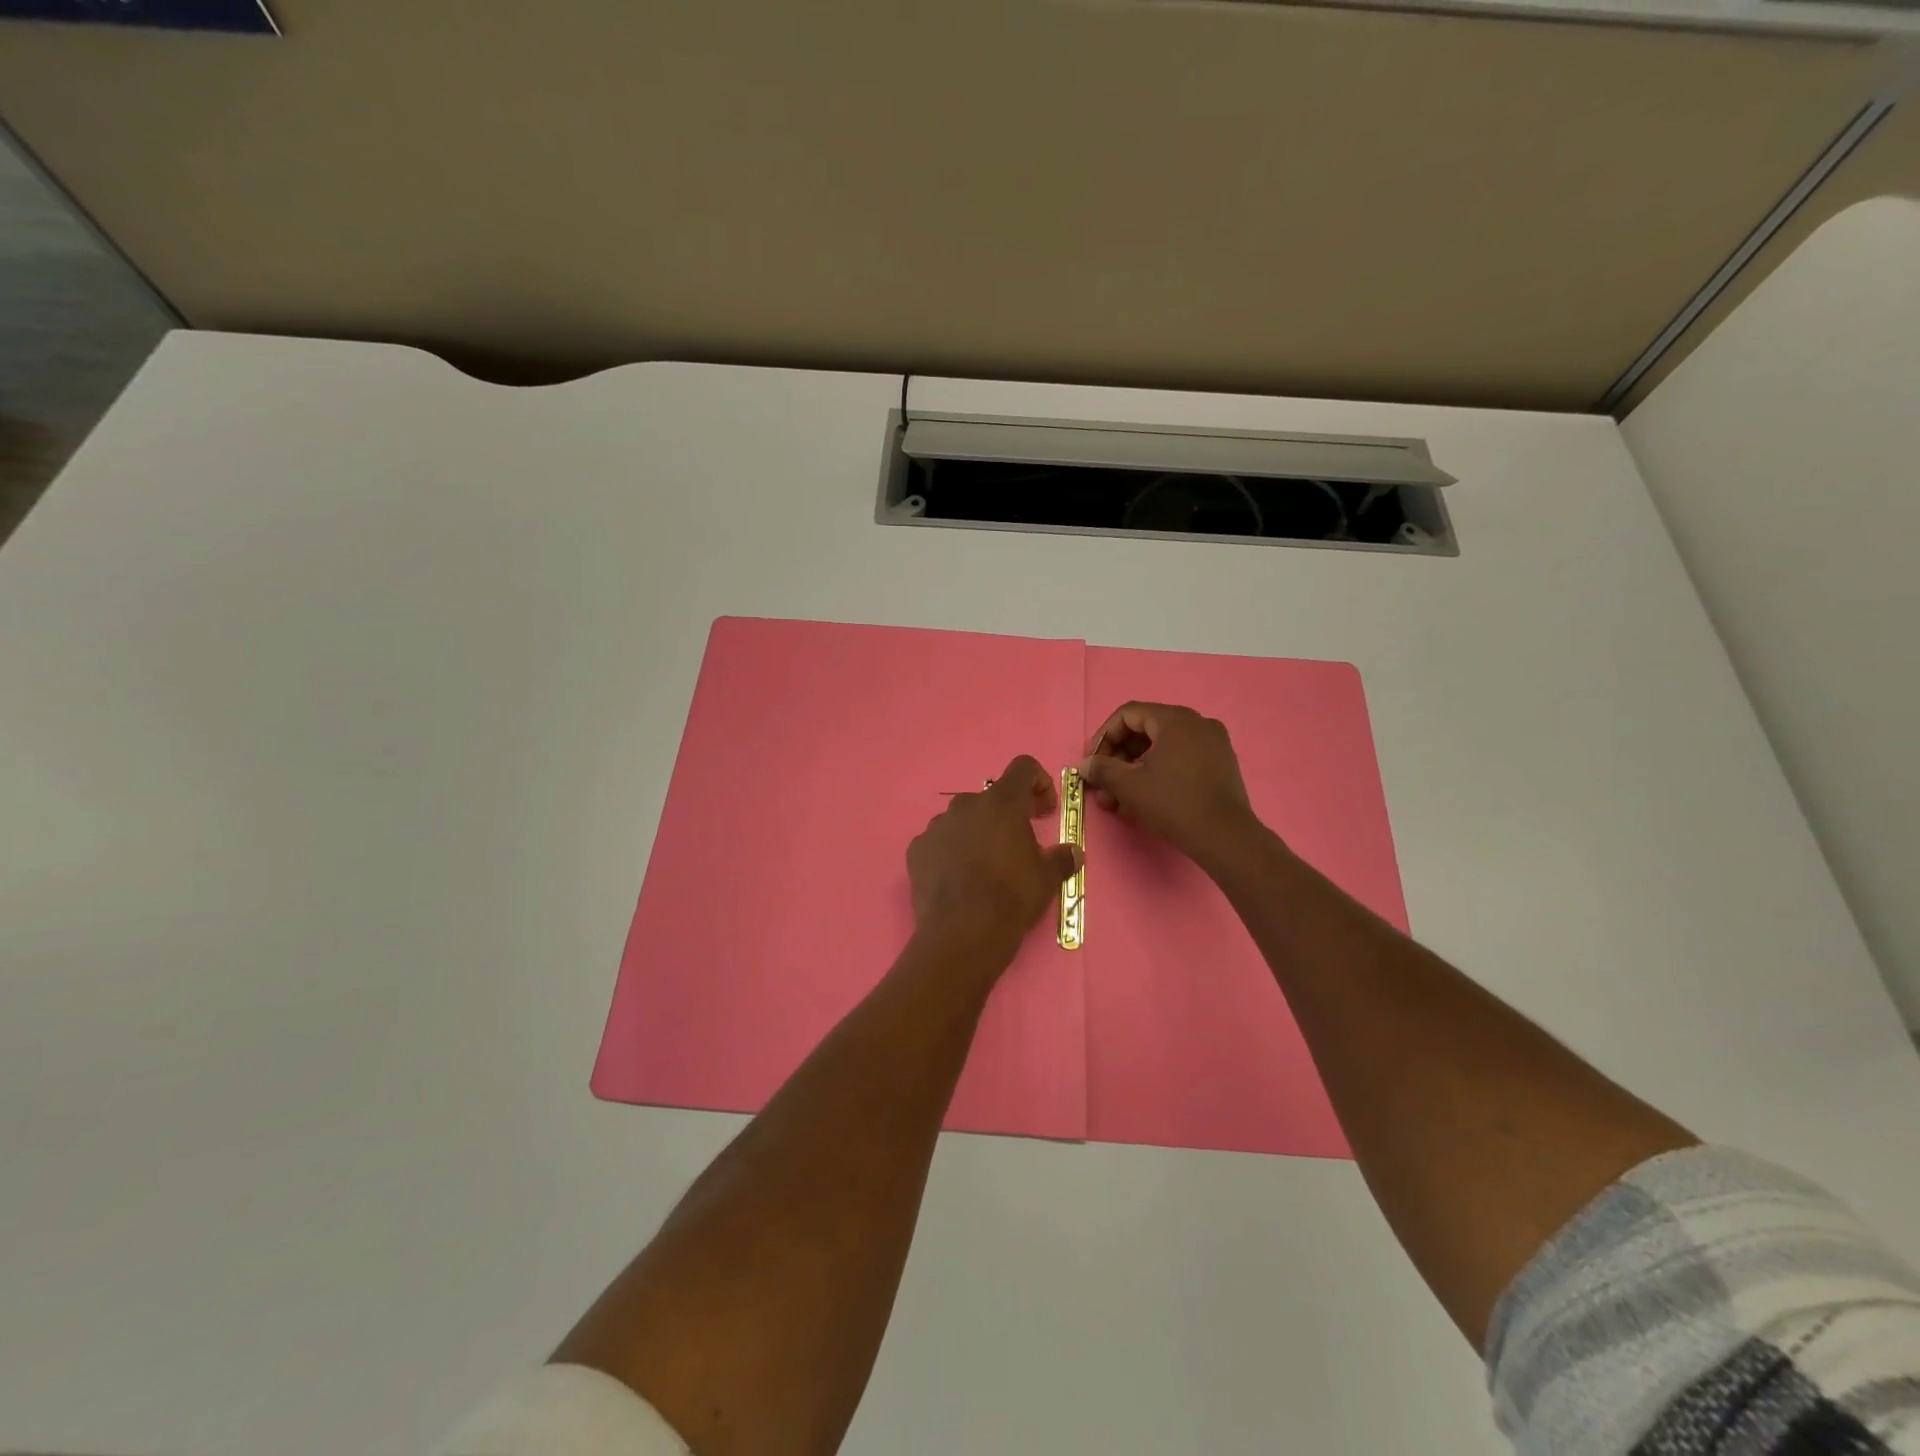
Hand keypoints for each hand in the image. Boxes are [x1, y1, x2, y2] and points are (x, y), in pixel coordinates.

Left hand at [908, 754, 1081, 958]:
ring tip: (984, 869)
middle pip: (991, 799)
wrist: (962, 932)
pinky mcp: (917, 849)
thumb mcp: (1048, 878)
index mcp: (1002, 802)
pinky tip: (958, 880)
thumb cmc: (1012, 897)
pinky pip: (939, 843)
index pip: (1023, 767)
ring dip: (976, 834)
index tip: (1043, 809)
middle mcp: (966, 804)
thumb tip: (1073, 852)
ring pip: (962, 820)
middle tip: (1016, 846)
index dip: (1039, 782)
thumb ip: (1062, 858)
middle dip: (1006, 816)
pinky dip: (950, 853)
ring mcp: (937, 825)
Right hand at [1080, 702, 1258, 864]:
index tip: (1093, 763)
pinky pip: (1181, 759)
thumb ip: (1103, 769)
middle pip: (1145, 730)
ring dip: (1135, 770)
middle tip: (1104, 785)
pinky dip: (1159, 774)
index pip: (1128, 715)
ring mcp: (1213, 743)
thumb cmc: (1174, 803)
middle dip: (1119, 759)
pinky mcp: (1221, 765)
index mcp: (1175, 719)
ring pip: (1162, 748)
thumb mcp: (1130, 786)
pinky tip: (1145, 801)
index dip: (1104, 737)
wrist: (1226, 837)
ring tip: (1119, 801)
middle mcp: (1197, 723)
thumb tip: (1085, 765)